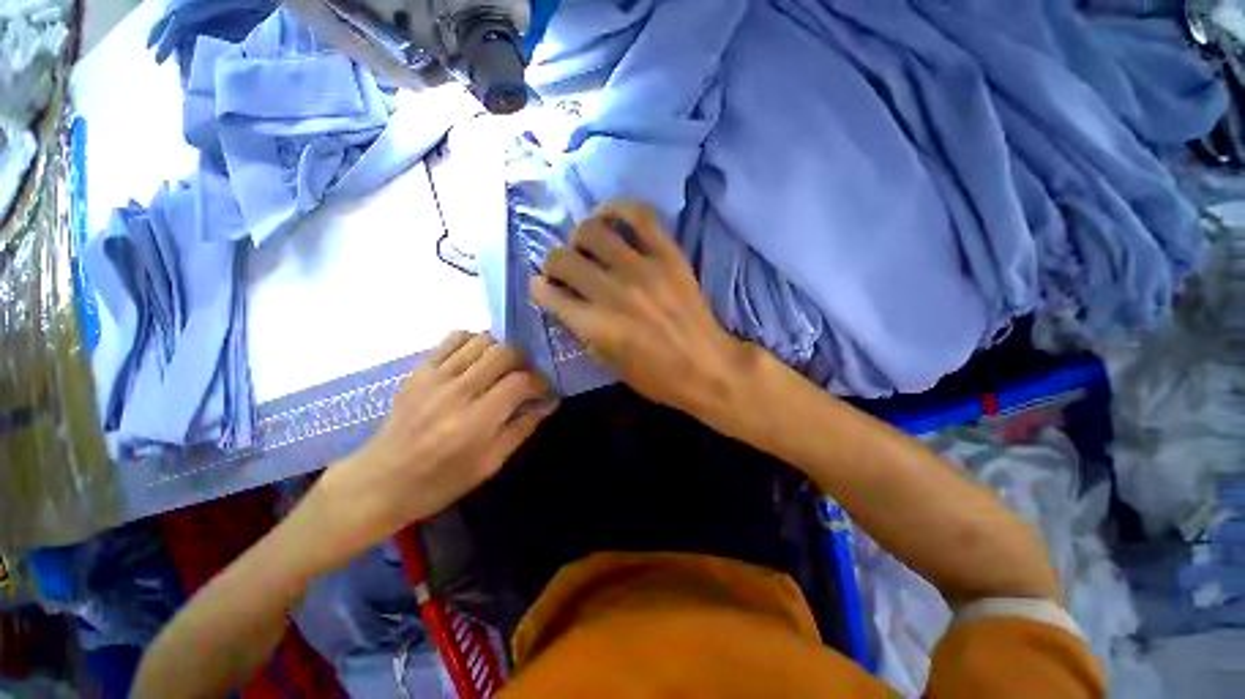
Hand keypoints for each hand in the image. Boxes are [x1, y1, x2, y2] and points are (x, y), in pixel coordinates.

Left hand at [316, 332, 555, 559]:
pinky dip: (473, 341)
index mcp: (476, 422)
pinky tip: (476, 359)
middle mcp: (456, 392)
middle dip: (524, 360)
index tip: (543, 390)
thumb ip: (524, 427)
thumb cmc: (441, 481)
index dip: (540, 382)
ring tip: (501, 368)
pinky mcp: (419, 370)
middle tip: (524, 376)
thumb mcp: (491, 463)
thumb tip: (550, 402)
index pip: (521, 382)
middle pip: (504, 352)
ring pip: (482, 340)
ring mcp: (435, 377)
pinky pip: (454, 338)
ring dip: (500, 349)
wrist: (381, 481)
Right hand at [530, 201, 749, 418]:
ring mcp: (642, 269)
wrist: (707, 367)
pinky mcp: (668, 255)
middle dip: (555, 263)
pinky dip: (617, 209)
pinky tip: (608, 217)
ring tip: (587, 246)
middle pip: (563, 259)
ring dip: (580, 238)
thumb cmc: (656, 377)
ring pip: (592, 232)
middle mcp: (612, 292)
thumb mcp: (609, 364)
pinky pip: (639, 216)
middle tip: (565, 269)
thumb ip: (582, 331)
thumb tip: (565, 302)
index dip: (539, 288)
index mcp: (595, 325)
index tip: (542, 286)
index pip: (549, 294)